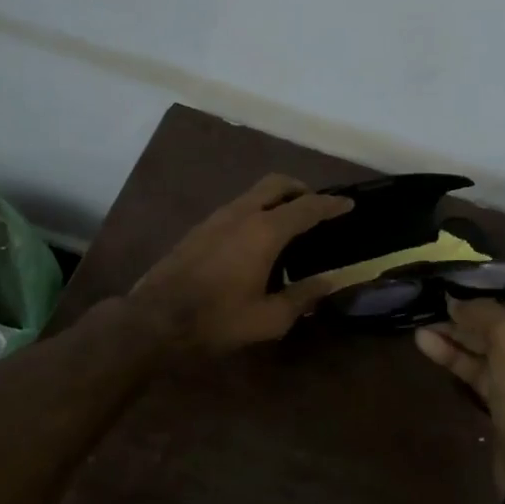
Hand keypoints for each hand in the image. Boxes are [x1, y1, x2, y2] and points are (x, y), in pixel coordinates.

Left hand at [128, 174, 352, 356]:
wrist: (155, 318)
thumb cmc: (217, 320)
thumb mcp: (269, 318)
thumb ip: (303, 296)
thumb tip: (329, 282)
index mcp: (264, 231)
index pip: (307, 207)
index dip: (331, 205)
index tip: (349, 204)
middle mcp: (242, 214)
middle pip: (277, 184)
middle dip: (301, 189)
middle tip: (316, 207)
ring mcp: (216, 217)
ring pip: (254, 193)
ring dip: (276, 199)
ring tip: (289, 224)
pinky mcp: (200, 228)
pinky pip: (238, 207)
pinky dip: (256, 211)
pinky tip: (257, 240)